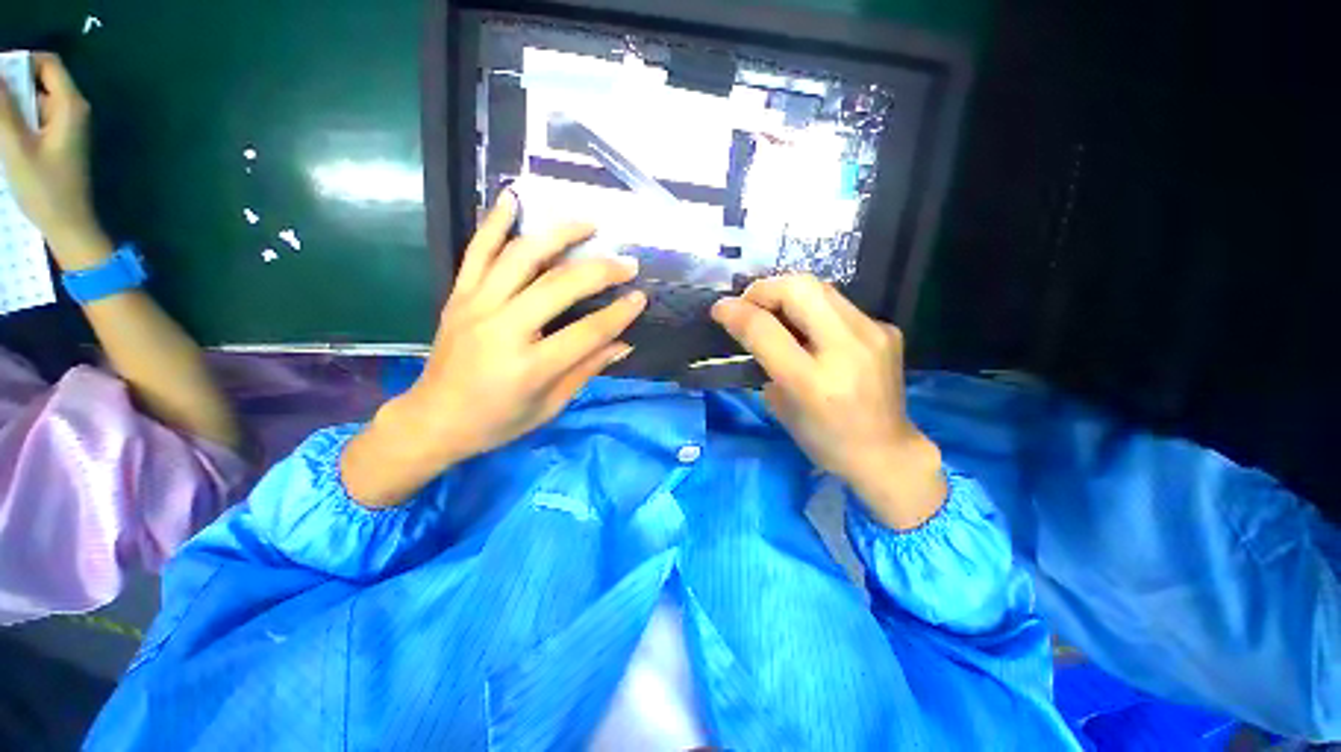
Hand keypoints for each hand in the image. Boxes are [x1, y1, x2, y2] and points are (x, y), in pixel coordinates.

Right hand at [0, 53, 106, 268]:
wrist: (69, 226)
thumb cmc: (44, 189)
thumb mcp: (16, 145)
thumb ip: (3, 107)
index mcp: (70, 105)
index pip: (47, 63)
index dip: (18, 62)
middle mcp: (73, 110)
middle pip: (39, 80)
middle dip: (11, 85)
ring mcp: (67, 127)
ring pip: (34, 100)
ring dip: (11, 106)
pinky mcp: (59, 142)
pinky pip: (35, 119)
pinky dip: (17, 120)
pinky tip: (2, 135)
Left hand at [342, 191, 646, 506]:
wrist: (433, 420)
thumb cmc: (497, 422)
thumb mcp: (550, 406)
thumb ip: (586, 370)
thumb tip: (623, 344)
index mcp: (530, 367)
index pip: (587, 333)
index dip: (620, 314)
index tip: (640, 298)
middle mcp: (503, 330)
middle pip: (559, 286)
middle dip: (600, 270)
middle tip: (627, 262)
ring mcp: (476, 307)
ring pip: (520, 257)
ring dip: (557, 235)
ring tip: (586, 223)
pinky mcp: (458, 297)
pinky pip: (476, 252)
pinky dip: (494, 223)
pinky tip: (513, 199)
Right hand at [712, 275, 945, 529]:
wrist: (887, 453)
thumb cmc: (824, 439)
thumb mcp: (780, 407)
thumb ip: (764, 361)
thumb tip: (752, 325)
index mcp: (812, 382)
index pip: (766, 330)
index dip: (736, 311)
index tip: (719, 309)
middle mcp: (847, 349)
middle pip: (799, 288)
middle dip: (764, 289)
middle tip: (748, 305)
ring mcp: (874, 334)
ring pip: (820, 287)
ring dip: (787, 293)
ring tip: (773, 311)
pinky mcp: (886, 329)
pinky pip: (838, 304)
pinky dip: (812, 308)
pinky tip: (808, 327)